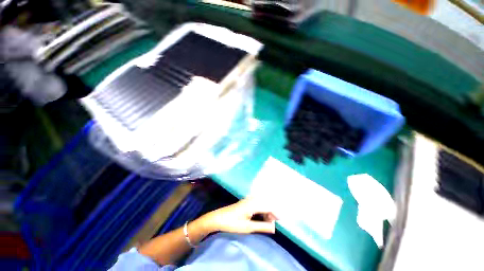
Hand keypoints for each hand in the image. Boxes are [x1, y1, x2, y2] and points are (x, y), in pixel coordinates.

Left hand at [199, 198, 277, 233]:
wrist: (219, 217)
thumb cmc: (233, 223)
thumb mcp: (248, 227)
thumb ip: (262, 226)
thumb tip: (274, 228)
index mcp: (253, 204)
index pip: (269, 206)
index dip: (276, 213)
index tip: (281, 221)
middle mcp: (252, 199)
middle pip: (267, 203)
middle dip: (272, 212)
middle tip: (272, 224)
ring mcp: (249, 199)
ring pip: (262, 203)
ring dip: (266, 211)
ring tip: (267, 222)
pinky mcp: (246, 201)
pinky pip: (258, 203)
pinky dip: (262, 209)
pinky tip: (260, 216)